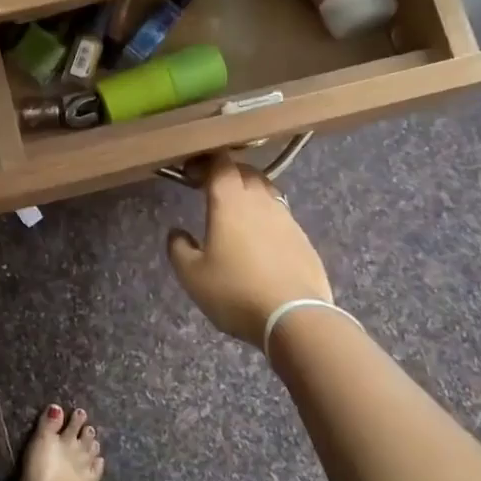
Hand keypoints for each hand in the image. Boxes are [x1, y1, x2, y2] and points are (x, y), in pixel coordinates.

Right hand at [167, 150, 332, 346]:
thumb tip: (177, 232)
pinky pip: (282, 217)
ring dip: (250, 194)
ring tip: (236, 214)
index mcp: (230, 202)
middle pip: (246, 172)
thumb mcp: (191, 275)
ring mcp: (287, 219)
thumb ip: (178, 248)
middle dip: (228, 174)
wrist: (295, 317)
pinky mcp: (304, 240)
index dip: (206, 162)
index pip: (221, 164)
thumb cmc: (235, 291)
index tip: (191, 173)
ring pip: (267, 192)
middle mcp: (261, 201)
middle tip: (212, 189)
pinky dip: (267, 219)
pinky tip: (260, 241)